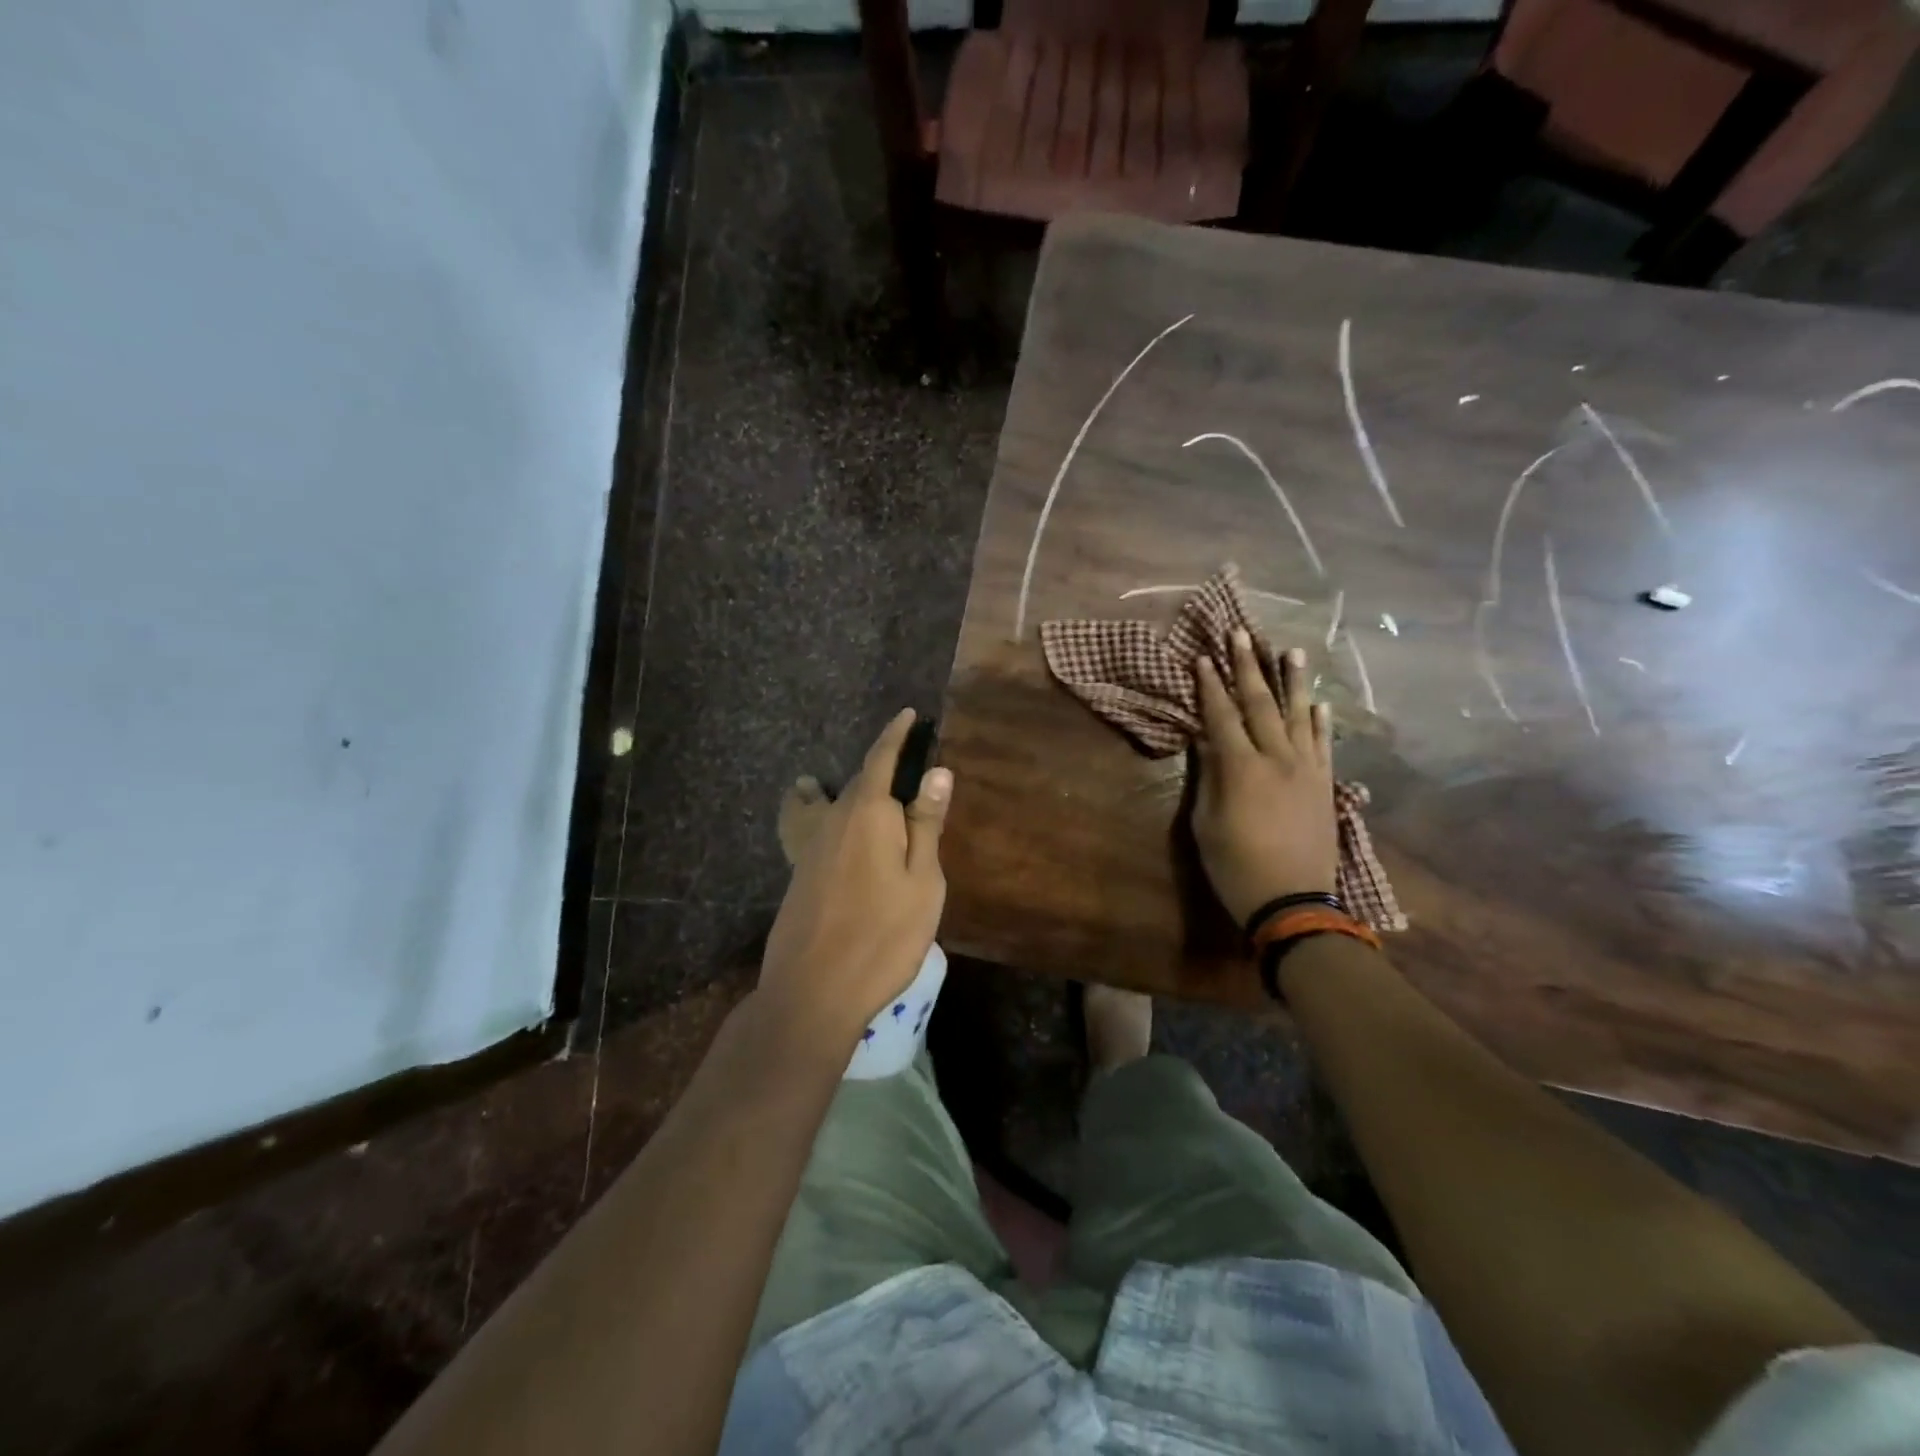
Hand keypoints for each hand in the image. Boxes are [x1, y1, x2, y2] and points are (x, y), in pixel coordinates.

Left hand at [758, 709, 951, 1047]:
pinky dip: (809, 810)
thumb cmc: (883, 935)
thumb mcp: (922, 882)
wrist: (813, 989)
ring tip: (829, 780)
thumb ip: (926, 824)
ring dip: (839, 787)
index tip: (908, 714)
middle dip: (879, 764)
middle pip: (858, 781)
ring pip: (828, 803)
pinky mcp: (798, 873)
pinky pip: (807, 825)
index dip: (896, 735)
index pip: (882, 759)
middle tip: (902, 760)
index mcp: (868, 814)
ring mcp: (810, 847)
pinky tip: (810, 821)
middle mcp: (834, 820)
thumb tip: (938, 772)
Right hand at [1192, 630, 1336, 927]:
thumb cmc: (1236, 866)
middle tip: (1240, 634)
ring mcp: (1306, 769)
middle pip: (1259, 704)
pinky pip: (1323, 743)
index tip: (1202, 657)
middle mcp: (1277, 758)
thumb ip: (1208, 778)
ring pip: (1298, 715)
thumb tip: (1205, 742)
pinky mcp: (1324, 784)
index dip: (1209, 686)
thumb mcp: (1206, 824)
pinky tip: (1317, 701)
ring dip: (1291, 681)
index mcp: (1241, 768)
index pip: (1221, 716)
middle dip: (1246, 667)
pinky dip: (1320, 719)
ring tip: (1288, 650)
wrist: (1294, 902)